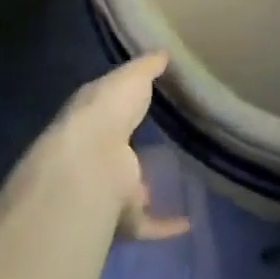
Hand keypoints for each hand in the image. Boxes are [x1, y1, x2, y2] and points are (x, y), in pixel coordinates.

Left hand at [37, 52, 189, 241]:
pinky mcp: (121, 216)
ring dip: (142, 191)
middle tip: (158, 147)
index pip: (106, 110)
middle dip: (129, 153)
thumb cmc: (109, 109)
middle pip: (114, 153)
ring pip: (125, 191)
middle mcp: (95, 154)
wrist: (91, 161)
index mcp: (93, 117)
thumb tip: (163, 52)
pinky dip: (165, 226)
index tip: (142, 105)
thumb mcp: (132, 76)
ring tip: (172, 185)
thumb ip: (147, 66)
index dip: (121, 107)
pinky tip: (188, 222)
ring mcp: (106, 188)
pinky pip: (146, 224)